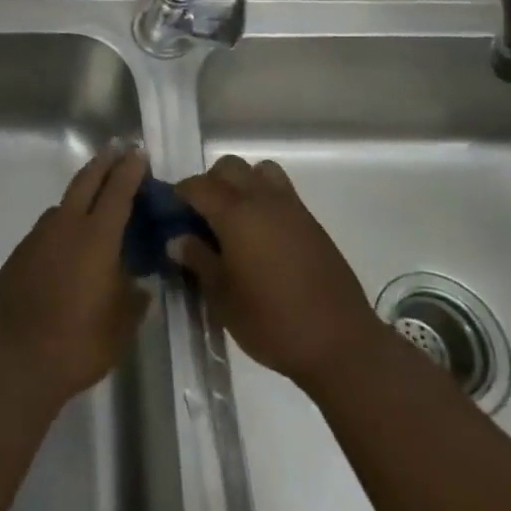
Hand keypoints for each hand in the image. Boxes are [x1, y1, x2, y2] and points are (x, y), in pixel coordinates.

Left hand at [0, 147, 150, 405]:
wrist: (17, 357)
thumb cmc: (79, 341)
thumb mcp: (121, 326)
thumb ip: (134, 299)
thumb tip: (140, 286)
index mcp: (97, 237)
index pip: (117, 192)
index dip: (130, 171)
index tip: (138, 154)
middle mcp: (66, 226)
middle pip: (86, 182)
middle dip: (103, 163)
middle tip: (116, 150)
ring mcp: (39, 236)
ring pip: (63, 204)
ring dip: (81, 195)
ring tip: (94, 200)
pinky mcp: (20, 253)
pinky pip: (47, 229)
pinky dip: (62, 225)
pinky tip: (67, 244)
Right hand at [174, 155, 382, 390]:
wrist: (341, 343)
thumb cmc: (272, 321)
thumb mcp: (222, 297)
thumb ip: (198, 260)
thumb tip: (177, 238)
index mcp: (235, 213)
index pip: (197, 185)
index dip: (179, 195)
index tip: (170, 214)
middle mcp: (262, 199)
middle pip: (229, 167)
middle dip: (210, 183)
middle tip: (201, 216)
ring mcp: (291, 208)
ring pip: (259, 172)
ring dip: (242, 184)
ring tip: (235, 219)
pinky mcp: (312, 223)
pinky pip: (281, 192)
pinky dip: (265, 199)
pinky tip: (262, 236)